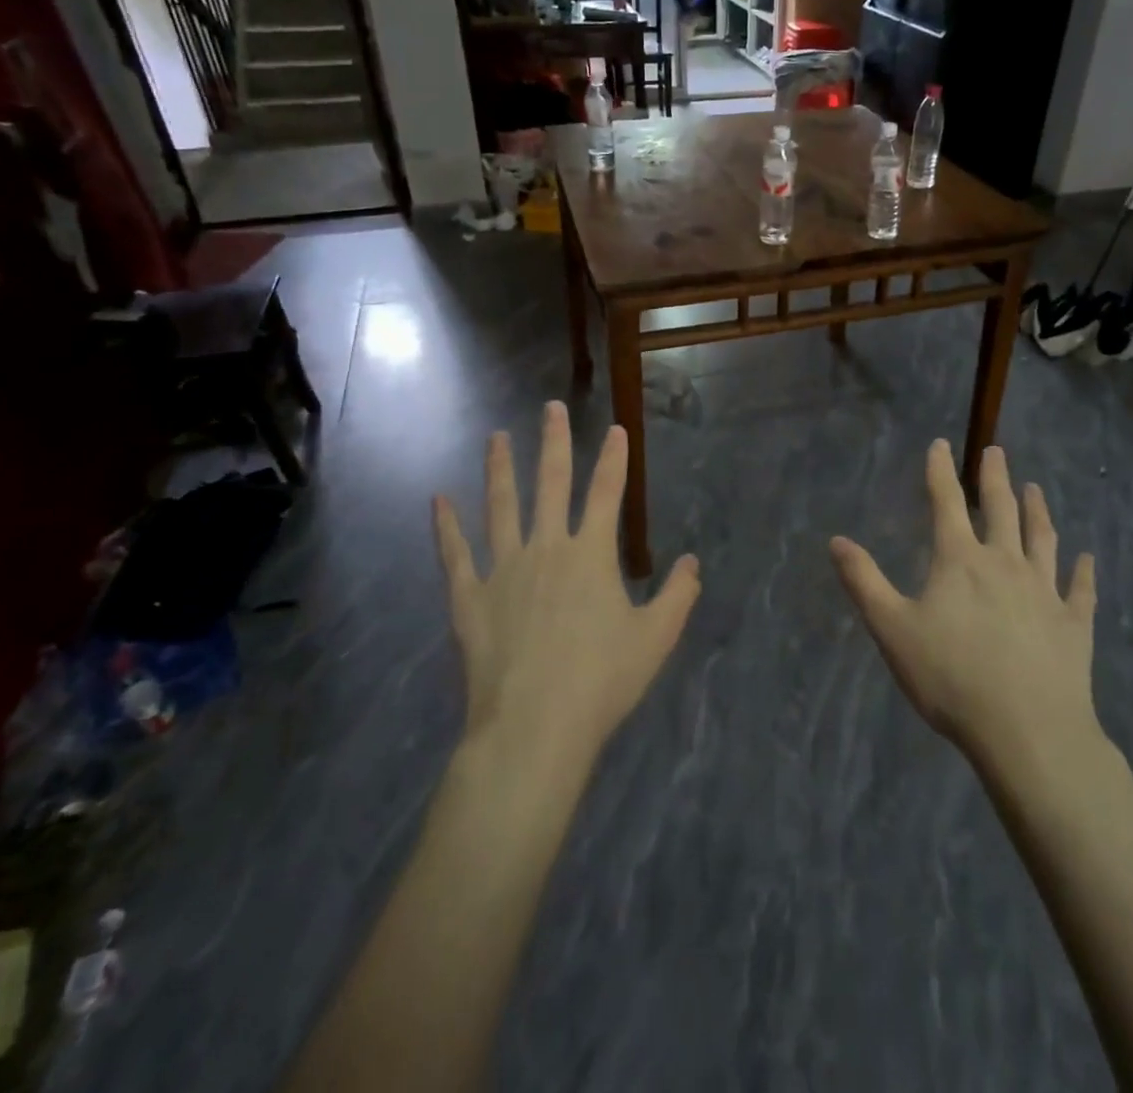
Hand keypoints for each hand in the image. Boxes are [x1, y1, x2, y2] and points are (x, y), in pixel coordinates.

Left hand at [434, 401, 700, 772]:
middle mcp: (547, 548)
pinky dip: (446, 526)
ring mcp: (503, 569)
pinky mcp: (469, 597)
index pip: (608, 493)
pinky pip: (455, 554)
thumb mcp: (656, 639)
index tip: (616, 430)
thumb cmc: (602, 681)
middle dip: (554, 443)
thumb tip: (693, 562)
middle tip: (550, 408)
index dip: (615, 459)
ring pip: (501, 506)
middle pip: (551, 483)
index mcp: (592, 555)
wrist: (535, 725)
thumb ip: (678, 596)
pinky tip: (438, 500)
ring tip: (496, 437)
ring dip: (499, 469)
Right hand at [830, 440, 1102, 776]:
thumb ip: (863, 581)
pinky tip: (1087, 559)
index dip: (940, 470)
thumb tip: (836, 540)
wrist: (1028, 731)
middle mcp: (1005, 563)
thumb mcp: (892, 629)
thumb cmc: (951, 677)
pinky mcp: (1073, 624)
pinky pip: (1079, 589)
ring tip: (1036, 489)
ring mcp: (1045, 591)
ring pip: (1042, 539)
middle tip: (997, 451)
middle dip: (995, 478)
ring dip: (1038, 511)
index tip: (940, 443)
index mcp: (959, 561)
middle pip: (1000, 510)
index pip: (946, 502)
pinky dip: (1083, 571)